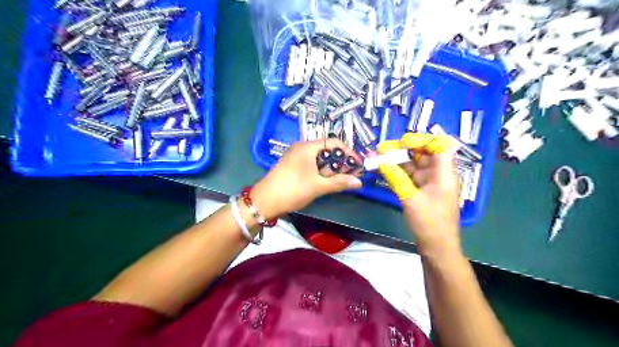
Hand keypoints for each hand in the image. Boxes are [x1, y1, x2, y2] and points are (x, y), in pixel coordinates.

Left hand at [250, 138, 359, 219]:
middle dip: (340, 162)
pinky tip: (326, 182)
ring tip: (340, 181)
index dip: (348, 152)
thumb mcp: (318, 186)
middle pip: (327, 150)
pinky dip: (321, 172)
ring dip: (331, 169)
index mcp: (307, 147)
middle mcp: (302, 148)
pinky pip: (312, 165)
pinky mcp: (292, 167)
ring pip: (320, 159)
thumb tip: (359, 182)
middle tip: (350, 175)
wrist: (264, 201)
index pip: (334, 142)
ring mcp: (296, 157)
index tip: (357, 165)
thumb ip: (339, 182)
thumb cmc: (292, 190)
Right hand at [375, 133, 461, 257]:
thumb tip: (381, 160)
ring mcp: (430, 183)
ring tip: (379, 157)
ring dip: (398, 161)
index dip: (422, 139)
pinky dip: (398, 172)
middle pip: (424, 153)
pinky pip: (410, 176)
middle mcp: (439, 175)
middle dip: (404, 149)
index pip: (439, 145)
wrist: (437, 248)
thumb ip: (395, 177)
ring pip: (415, 165)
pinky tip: (384, 170)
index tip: (403, 142)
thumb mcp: (410, 199)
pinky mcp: (423, 191)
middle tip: (383, 148)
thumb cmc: (429, 224)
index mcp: (443, 174)